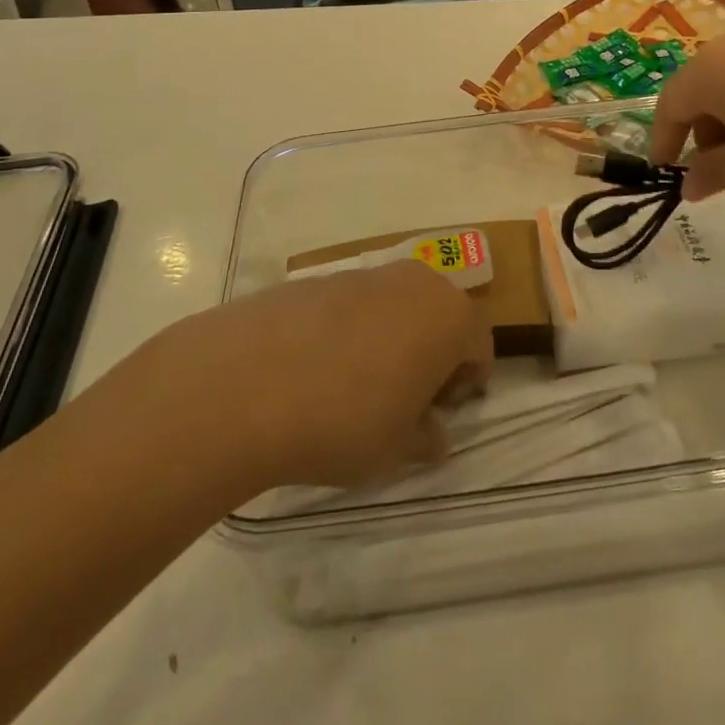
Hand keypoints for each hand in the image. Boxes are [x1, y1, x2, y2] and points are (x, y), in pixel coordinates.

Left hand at [148, 264, 491, 490]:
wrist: (246, 381)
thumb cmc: (344, 420)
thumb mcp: (396, 450)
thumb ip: (426, 439)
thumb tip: (433, 435)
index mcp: (448, 315)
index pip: (479, 344)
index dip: (466, 382)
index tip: (440, 414)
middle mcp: (413, 281)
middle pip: (438, 315)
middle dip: (430, 352)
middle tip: (403, 398)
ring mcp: (363, 274)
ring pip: (394, 306)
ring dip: (389, 338)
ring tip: (354, 385)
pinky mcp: (317, 277)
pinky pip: (351, 304)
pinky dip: (347, 330)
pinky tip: (314, 369)